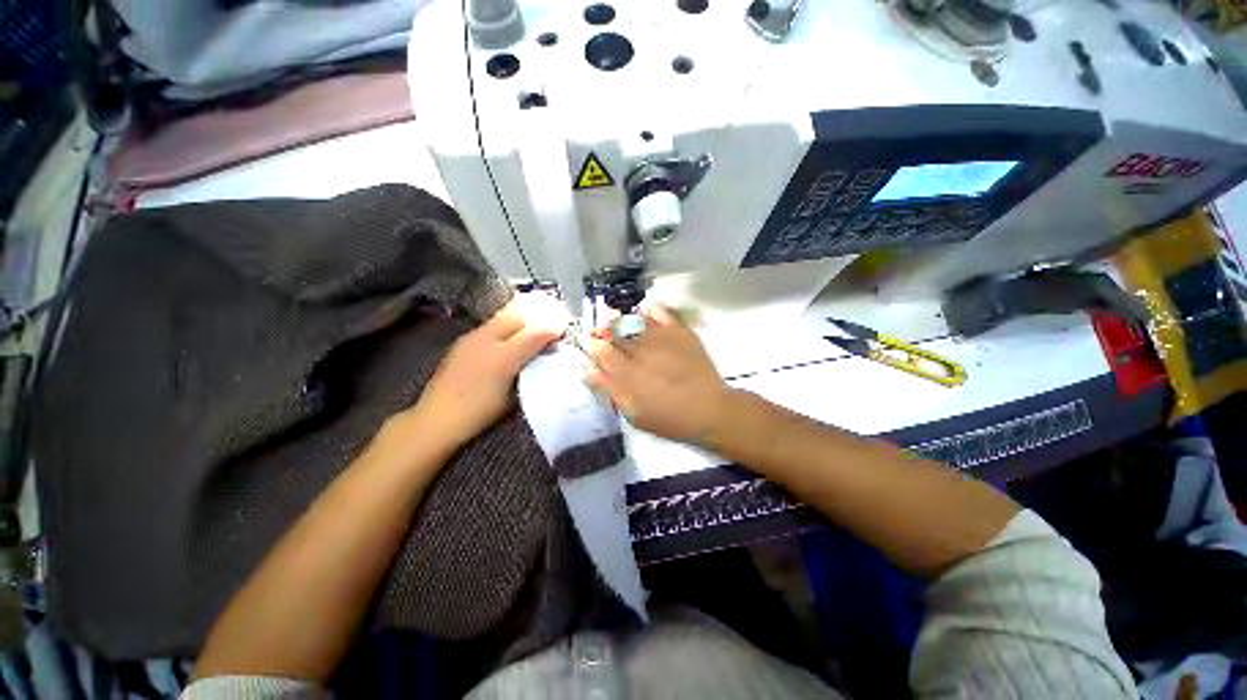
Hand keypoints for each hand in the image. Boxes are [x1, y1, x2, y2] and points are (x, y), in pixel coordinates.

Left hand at [408, 294, 567, 450]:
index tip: (566, 327)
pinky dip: (512, 318)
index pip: (535, 333)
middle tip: (557, 316)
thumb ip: (532, 370)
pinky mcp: (465, 338)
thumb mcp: (514, 396)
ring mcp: (473, 336)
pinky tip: (518, 328)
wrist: (436, 417)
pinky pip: (495, 320)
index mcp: (502, 359)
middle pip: (520, 313)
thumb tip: (547, 353)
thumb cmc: (480, 413)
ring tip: (541, 316)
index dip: (554, 327)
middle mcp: (487, 340)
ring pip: (506, 312)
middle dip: (542, 311)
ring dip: (527, 312)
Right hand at [586, 304, 729, 444]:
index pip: (601, 350)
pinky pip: (661, 311)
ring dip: (625, 321)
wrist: (708, 410)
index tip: (595, 344)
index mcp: (627, 373)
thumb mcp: (634, 414)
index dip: (595, 344)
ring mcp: (661, 338)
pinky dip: (651, 309)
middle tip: (608, 334)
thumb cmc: (669, 418)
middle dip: (607, 332)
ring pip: (634, 322)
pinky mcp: (680, 332)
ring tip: (624, 322)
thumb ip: (610, 389)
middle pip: (615, 333)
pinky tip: (646, 312)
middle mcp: (641, 351)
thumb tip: (588, 369)